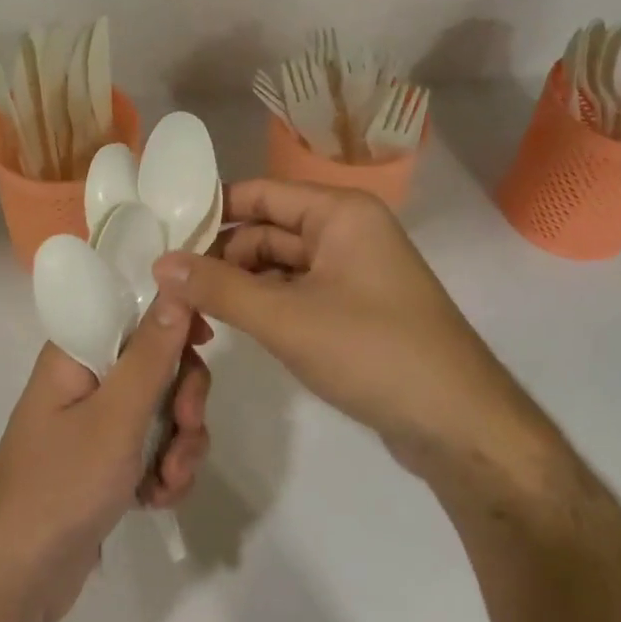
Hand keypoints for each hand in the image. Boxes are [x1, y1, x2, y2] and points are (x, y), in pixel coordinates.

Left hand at [0, 296, 210, 621]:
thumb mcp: (115, 416)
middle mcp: (87, 379)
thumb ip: (151, 354)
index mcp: (77, 353)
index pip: (133, 311)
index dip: (173, 320)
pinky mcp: (108, 463)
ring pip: (163, 410)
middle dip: (184, 399)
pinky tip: (157, 500)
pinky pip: (154, 449)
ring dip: (179, 445)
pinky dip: (165, 471)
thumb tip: (175, 287)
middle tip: (186, 428)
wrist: (17, 580)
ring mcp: (98, 424)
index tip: (205, 343)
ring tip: (168, 481)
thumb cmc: (61, 484)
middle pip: (158, 363)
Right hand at [153, 180, 514, 469]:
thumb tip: (159, 262)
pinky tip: (232, 326)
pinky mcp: (354, 308)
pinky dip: (265, 305)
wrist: (461, 427)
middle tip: (170, 287)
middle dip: (221, 257)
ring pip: (279, 265)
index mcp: (339, 213)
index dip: (210, 212)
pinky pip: (297, 292)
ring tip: (192, 312)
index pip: (259, 194)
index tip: (162, 235)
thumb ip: (218, 288)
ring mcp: (353, 271)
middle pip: (266, 230)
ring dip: (239, 285)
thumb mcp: (286, 318)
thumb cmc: (374, 353)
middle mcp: (347, 231)